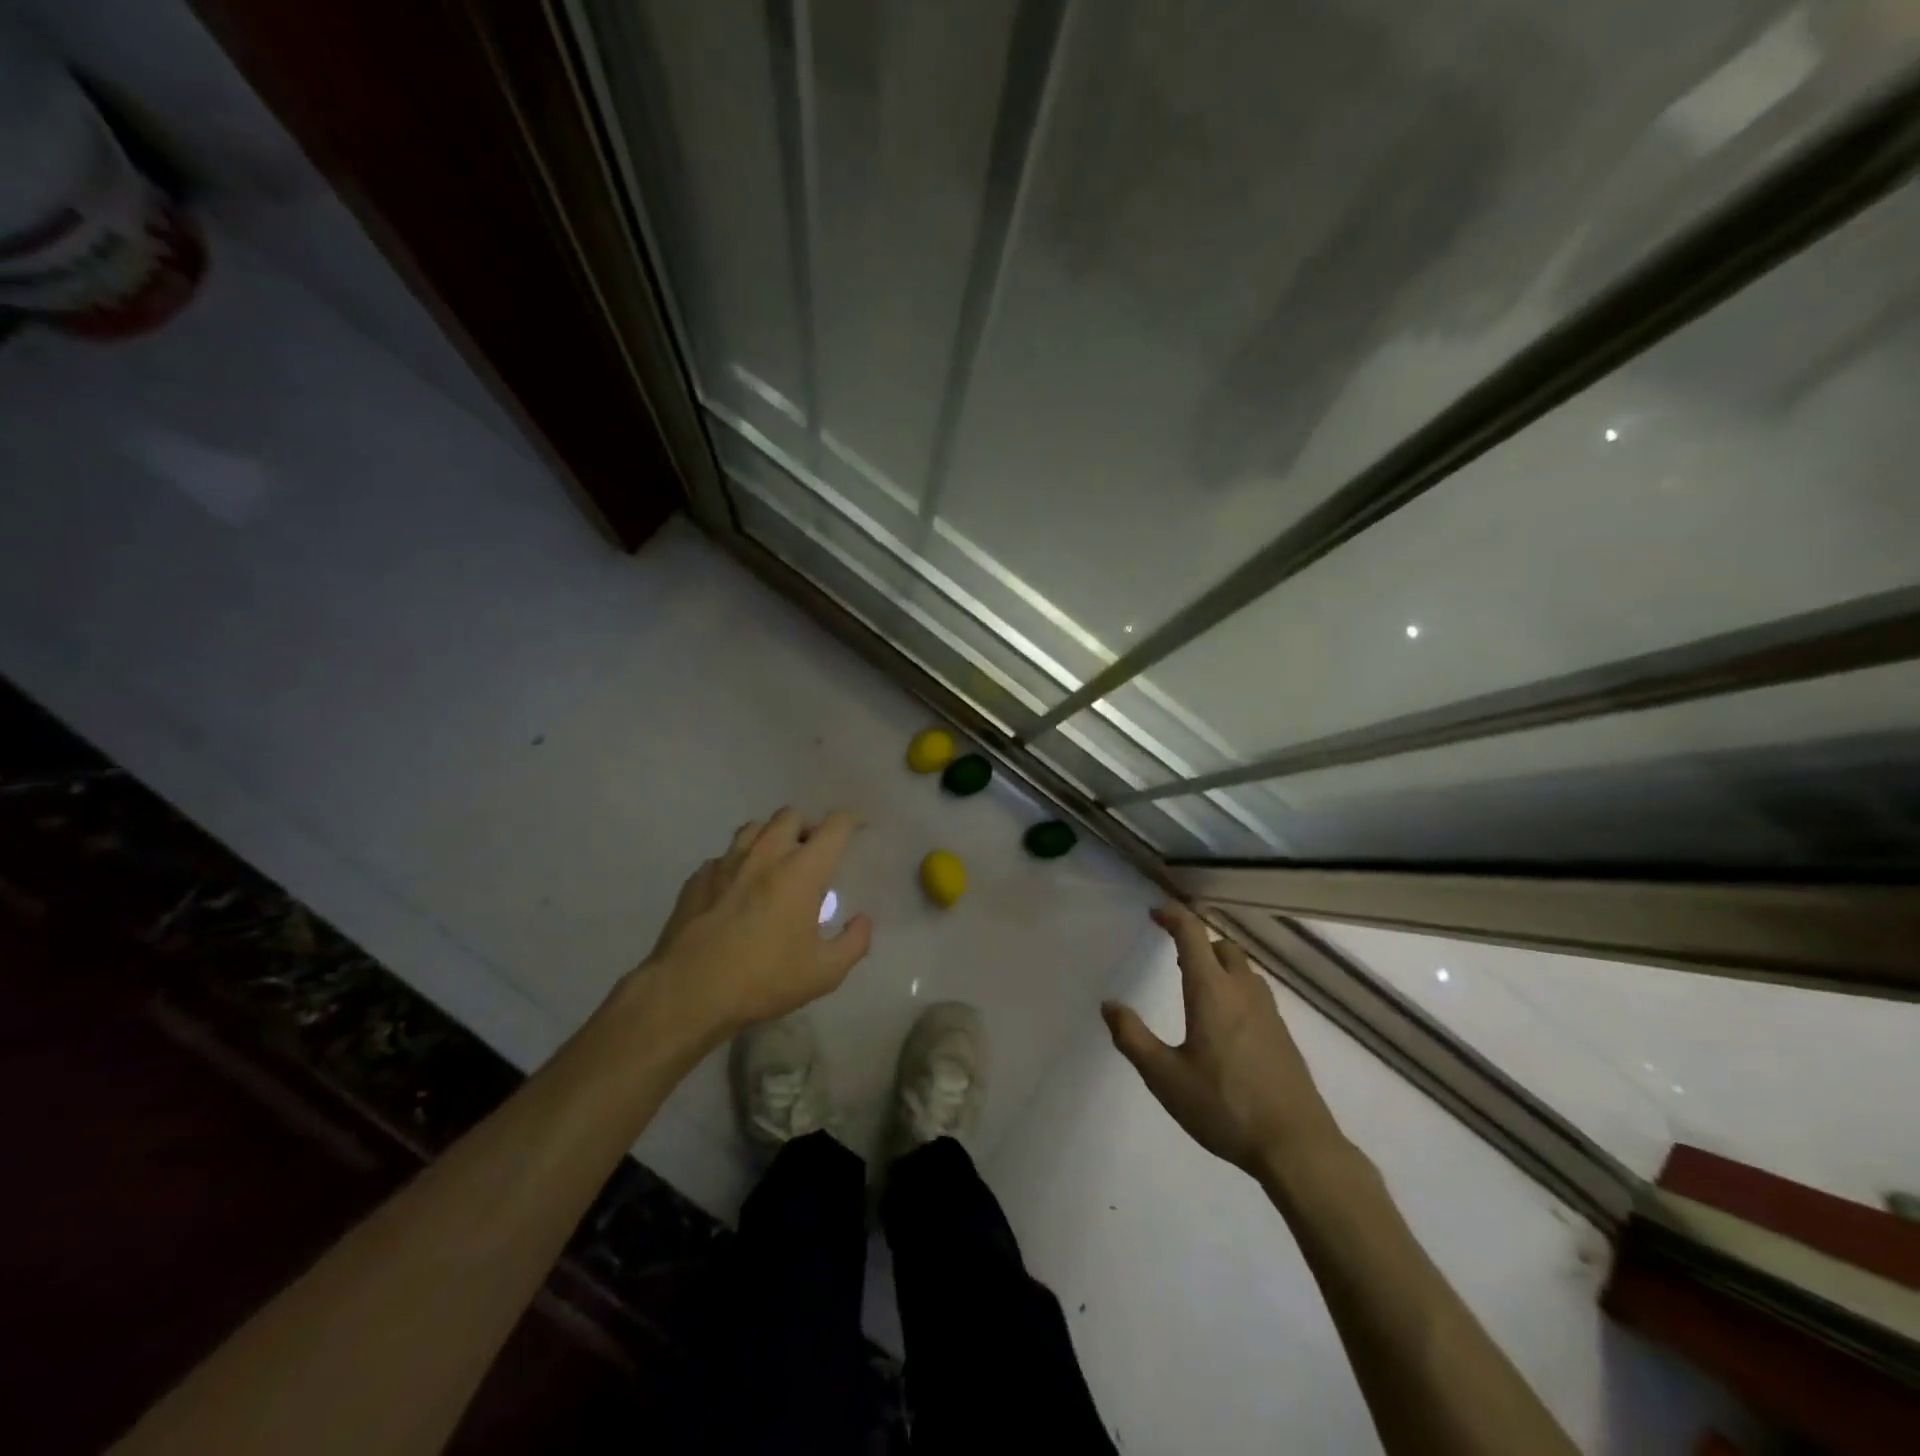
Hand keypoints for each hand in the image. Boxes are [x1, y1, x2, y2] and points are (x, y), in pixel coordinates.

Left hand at [636, 808, 871, 1037]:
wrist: (687, 993)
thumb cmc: (763, 980)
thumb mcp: (824, 973)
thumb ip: (854, 943)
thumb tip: (863, 920)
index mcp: (800, 871)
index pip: (834, 827)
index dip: (852, 820)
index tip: (859, 826)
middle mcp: (765, 855)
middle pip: (791, 816)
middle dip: (809, 826)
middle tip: (815, 852)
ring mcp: (726, 863)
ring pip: (755, 827)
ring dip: (773, 836)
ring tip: (777, 861)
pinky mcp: (698, 878)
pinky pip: (725, 855)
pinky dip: (740, 862)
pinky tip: (739, 888)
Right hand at [1103, 904, 1342, 1177]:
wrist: (1296, 1145)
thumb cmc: (1224, 1106)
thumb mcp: (1165, 1077)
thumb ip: (1133, 1038)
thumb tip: (1109, 1005)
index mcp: (1212, 991)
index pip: (1192, 934)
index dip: (1173, 916)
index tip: (1154, 912)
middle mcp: (1242, 991)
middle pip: (1222, 946)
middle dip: (1197, 941)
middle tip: (1174, 955)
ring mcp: (1268, 1011)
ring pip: (1242, 968)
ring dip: (1218, 963)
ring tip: (1197, 985)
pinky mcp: (1282, 1034)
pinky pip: (1255, 991)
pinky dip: (1235, 986)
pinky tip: (1225, 1020)